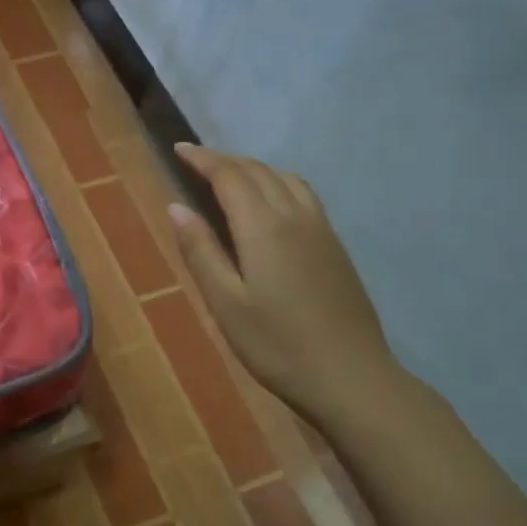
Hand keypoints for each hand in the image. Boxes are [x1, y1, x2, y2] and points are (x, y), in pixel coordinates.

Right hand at [167, 143, 399, 424]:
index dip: (202, 159)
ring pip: (285, 178)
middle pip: (258, 171)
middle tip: (195, 159)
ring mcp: (321, 229)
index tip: (178, 149)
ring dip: (253, 167)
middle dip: (225, 159)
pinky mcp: (335, 246)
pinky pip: (303, 194)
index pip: (229, 176)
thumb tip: (176, 207)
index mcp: (264, 227)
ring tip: (229, 174)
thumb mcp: (225, 302)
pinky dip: (277, 182)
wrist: (350, 376)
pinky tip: (270, 201)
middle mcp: (295, 216)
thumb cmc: (276, 344)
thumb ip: (200, 251)